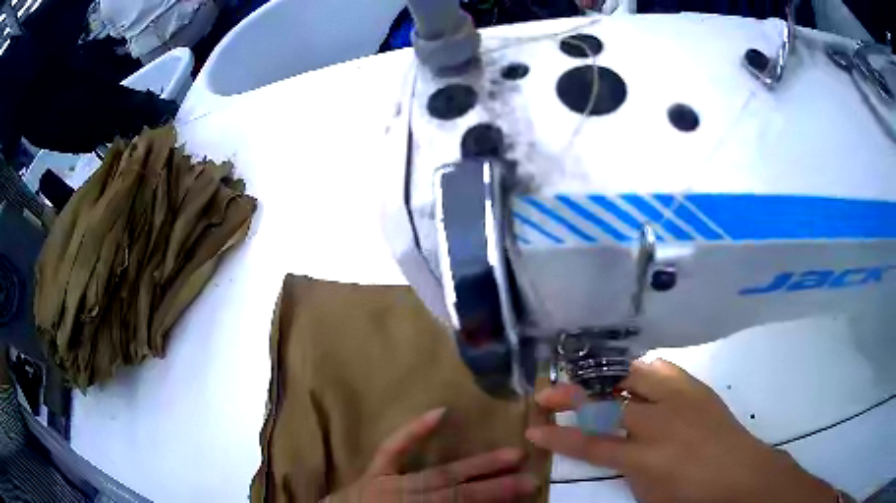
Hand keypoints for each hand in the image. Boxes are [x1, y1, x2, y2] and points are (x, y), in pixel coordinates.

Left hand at [327, 407, 537, 501]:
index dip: (496, 498)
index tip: (528, 489)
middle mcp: (406, 498)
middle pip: (457, 490)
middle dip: (495, 484)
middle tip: (530, 475)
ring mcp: (388, 482)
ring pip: (439, 473)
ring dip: (476, 465)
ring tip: (509, 454)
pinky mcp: (374, 471)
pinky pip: (393, 448)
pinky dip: (415, 431)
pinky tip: (440, 412)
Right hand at [527, 359, 836, 502]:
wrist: (741, 473)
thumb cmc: (692, 495)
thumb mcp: (649, 493)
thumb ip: (626, 468)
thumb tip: (613, 447)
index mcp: (644, 457)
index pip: (590, 444)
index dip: (558, 435)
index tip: (533, 428)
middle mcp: (659, 422)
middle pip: (607, 400)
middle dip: (573, 394)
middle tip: (550, 392)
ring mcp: (679, 399)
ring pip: (634, 374)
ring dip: (606, 377)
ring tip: (589, 380)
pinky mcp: (695, 386)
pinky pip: (662, 369)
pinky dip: (642, 370)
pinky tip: (633, 374)